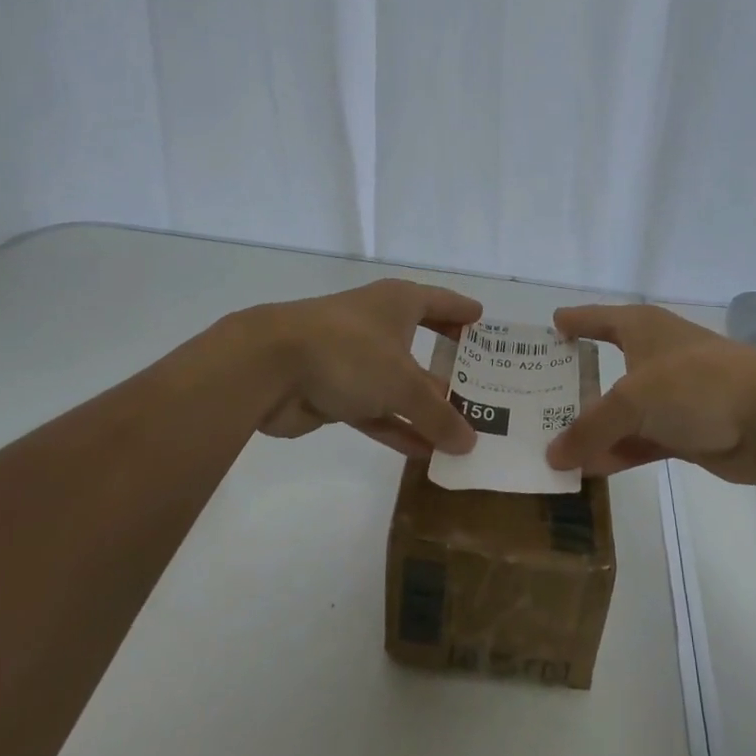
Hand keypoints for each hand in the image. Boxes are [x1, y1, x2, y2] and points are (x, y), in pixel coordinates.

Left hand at [248, 279, 481, 457]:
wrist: (270, 366)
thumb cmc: (349, 352)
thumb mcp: (403, 383)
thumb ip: (438, 414)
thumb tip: (469, 443)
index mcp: (399, 303)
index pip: (441, 302)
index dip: (464, 312)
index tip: (485, 324)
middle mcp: (379, 324)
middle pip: (423, 343)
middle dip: (451, 367)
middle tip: (486, 387)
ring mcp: (356, 359)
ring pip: (400, 383)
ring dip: (426, 407)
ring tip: (463, 430)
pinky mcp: (336, 391)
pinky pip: (377, 411)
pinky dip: (398, 428)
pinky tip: (425, 453)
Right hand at [545, 305, 755, 483]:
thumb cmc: (696, 384)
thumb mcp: (632, 400)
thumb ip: (590, 428)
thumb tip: (552, 456)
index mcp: (642, 327)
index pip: (597, 318)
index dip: (573, 322)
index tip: (550, 327)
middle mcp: (654, 356)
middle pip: (605, 366)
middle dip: (574, 383)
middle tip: (533, 398)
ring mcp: (671, 396)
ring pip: (621, 411)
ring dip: (593, 428)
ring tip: (551, 444)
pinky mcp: (686, 430)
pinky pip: (640, 440)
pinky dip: (617, 452)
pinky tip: (589, 470)